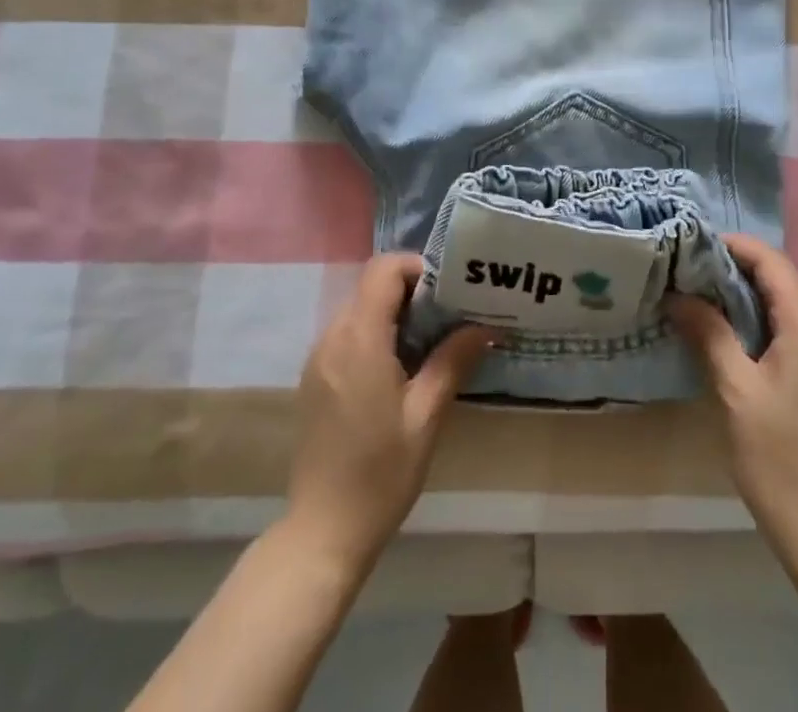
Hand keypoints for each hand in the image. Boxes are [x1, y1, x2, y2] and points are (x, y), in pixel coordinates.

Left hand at [284, 254, 492, 572]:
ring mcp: (319, 357)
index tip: (448, 289)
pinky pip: (347, 333)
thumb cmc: (380, 473)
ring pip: (359, 308)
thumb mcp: (426, 416)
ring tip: (430, 341)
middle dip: (411, 290)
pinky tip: (400, 367)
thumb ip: (452, 361)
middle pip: (371, 285)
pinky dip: (375, 333)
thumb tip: (483, 326)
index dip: (416, 267)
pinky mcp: (314, 377)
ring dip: (393, 312)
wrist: (323, 531)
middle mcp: (333, 337)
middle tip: (449, 314)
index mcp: (360, 339)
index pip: (383, 269)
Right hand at [667, 236, 797, 550]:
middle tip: (696, 274)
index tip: (693, 248)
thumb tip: (677, 294)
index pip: (772, 260)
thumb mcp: (735, 390)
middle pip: (787, 273)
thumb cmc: (778, 457)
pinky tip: (750, 329)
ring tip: (718, 298)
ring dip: (761, 288)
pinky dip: (779, 309)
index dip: (733, 247)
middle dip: (743, 266)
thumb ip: (709, 332)